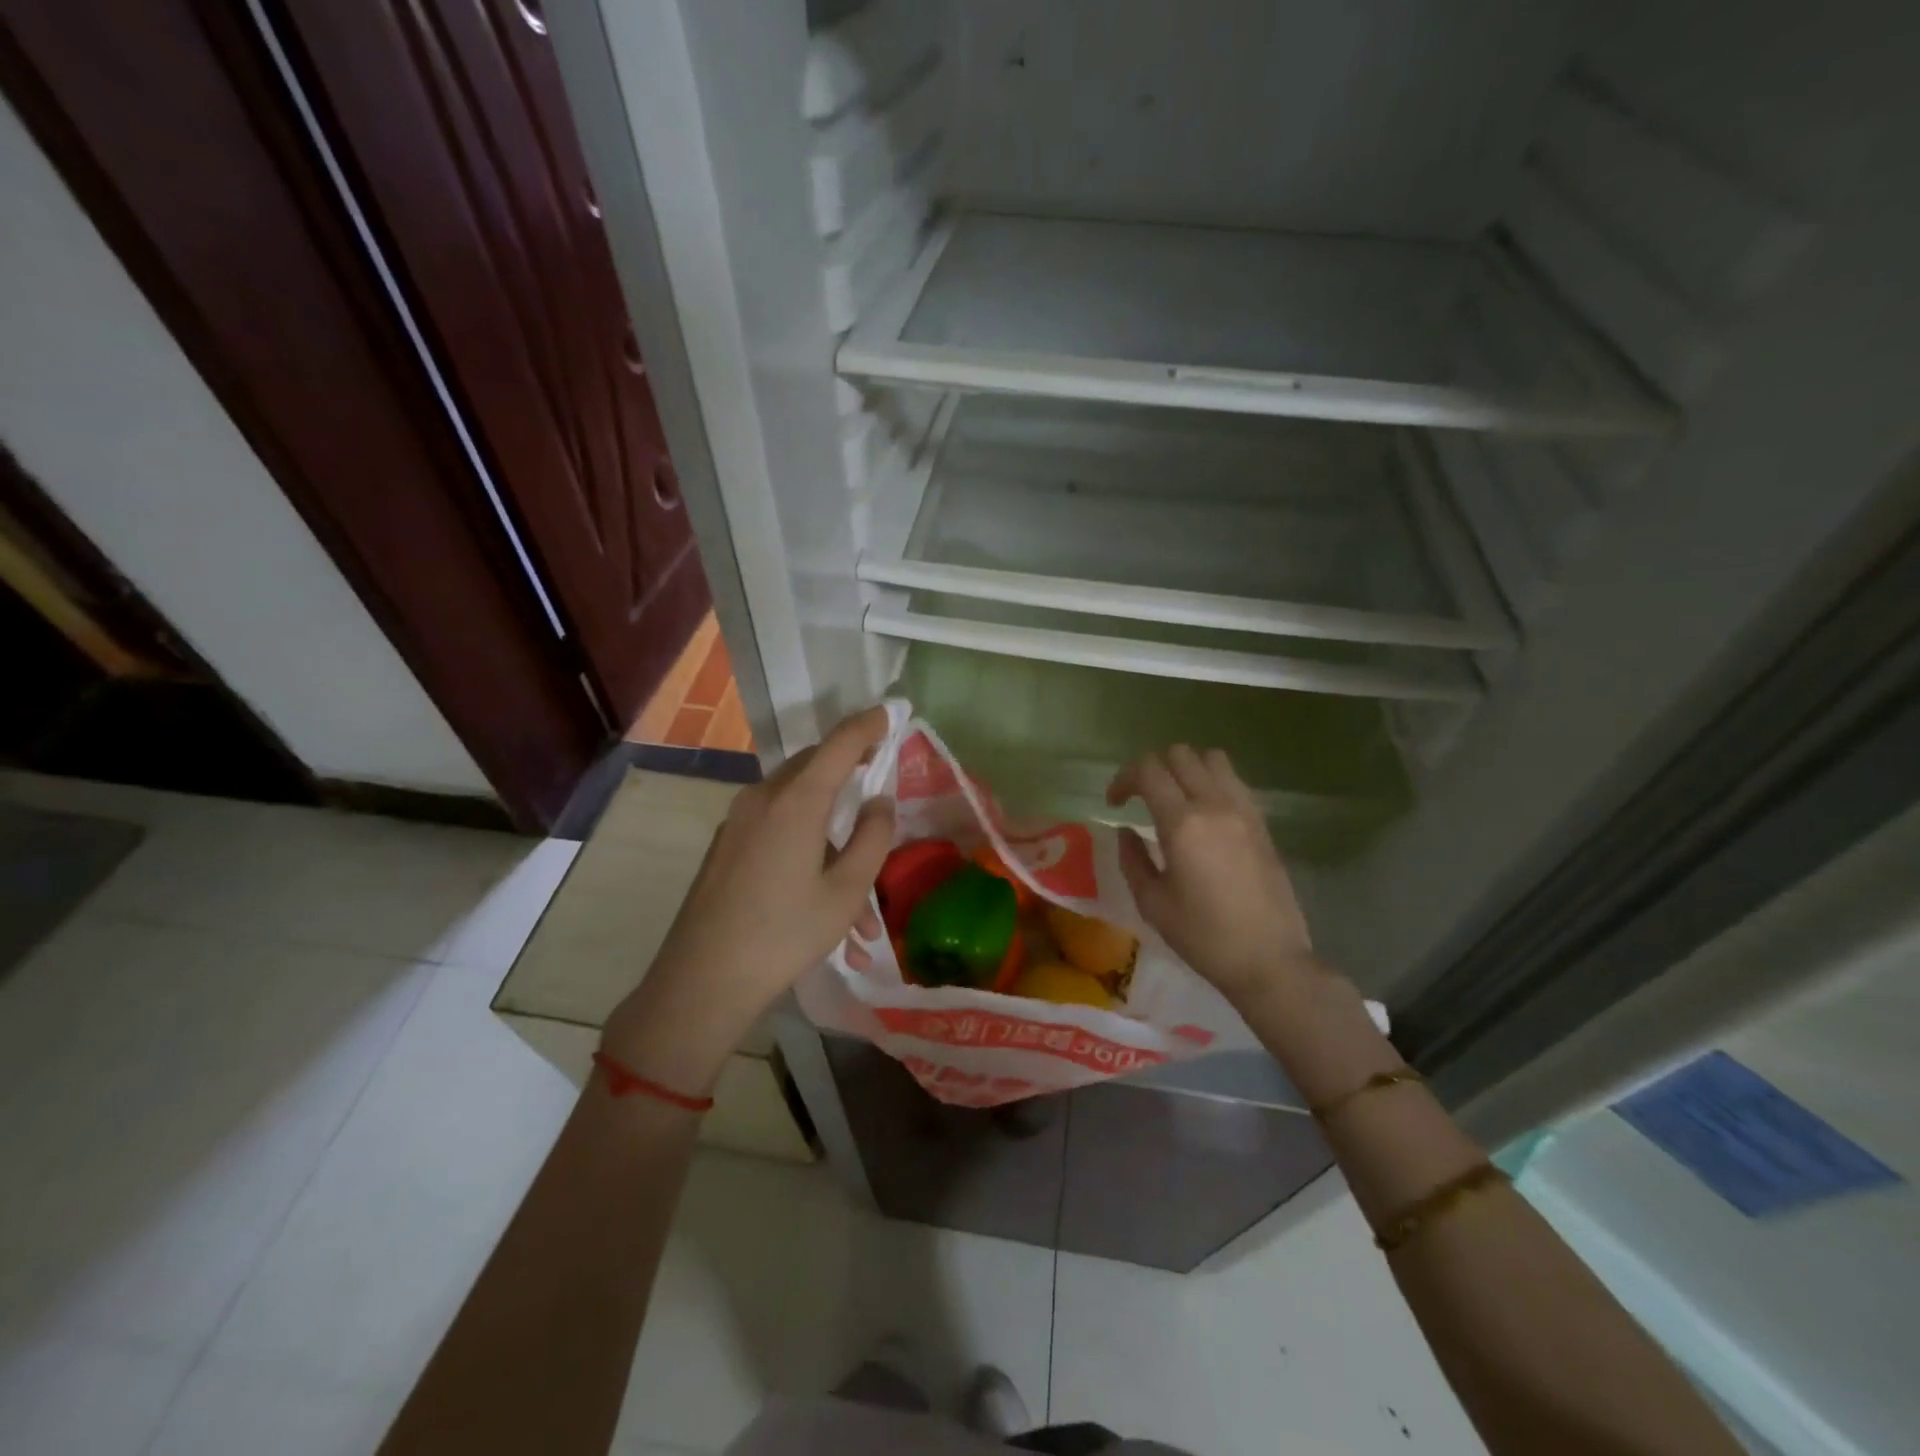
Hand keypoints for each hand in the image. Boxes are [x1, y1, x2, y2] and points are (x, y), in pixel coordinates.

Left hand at [600, 706, 893, 1091]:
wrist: (702, 981)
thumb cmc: (785, 934)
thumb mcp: (847, 890)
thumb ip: (872, 837)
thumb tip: (881, 801)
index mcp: (796, 800)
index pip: (840, 744)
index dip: (869, 725)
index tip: (891, 713)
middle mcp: (764, 798)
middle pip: (815, 767)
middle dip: (850, 771)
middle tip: (878, 782)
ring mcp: (739, 821)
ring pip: (797, 806)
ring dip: (832, 834)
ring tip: (860, 910)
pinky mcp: (727, 845)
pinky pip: (777, 829)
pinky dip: (807, 850)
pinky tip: (823, 907)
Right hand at [1107, 745, 1314, 1009]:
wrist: (1269, 960)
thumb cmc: (1204, 937)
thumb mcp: (1153, 903)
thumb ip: (1133, 859)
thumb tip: (1126, 831)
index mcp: (1183, 824)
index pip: (1148, 770)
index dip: (1123, 778)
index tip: (1114, 804)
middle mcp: (1215, 805)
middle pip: (1179, 754)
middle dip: (1151, 768)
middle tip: (1139, 798)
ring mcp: (1244, 810)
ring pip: (1211, 758)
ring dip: (1185, 767)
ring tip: (1174, 797)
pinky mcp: (1262, 822)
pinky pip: (1234, 780)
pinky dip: (1212, 781)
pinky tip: (1203, 812)